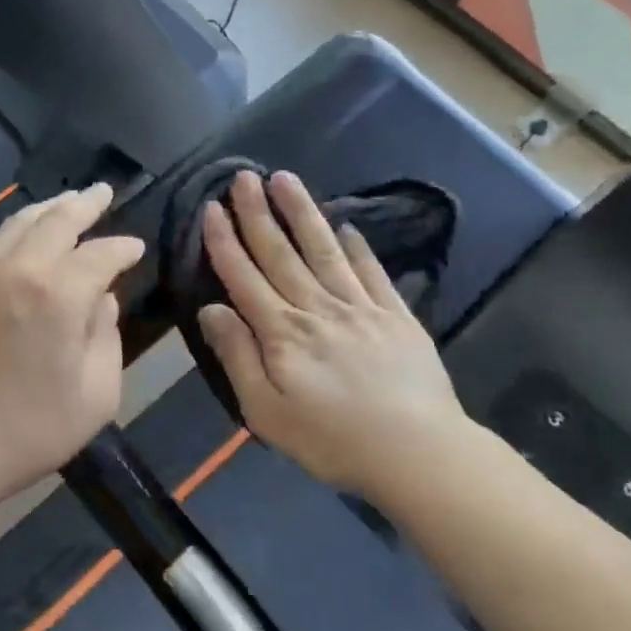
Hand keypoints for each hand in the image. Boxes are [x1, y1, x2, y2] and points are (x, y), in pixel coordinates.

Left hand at [0, 184, 144, 507]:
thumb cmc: (29, 430)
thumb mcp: (96, 395)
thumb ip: (107, 337)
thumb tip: (102, 300)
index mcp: (59, 295)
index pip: (100, 254)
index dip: (123, 248)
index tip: (136, 248)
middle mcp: (20, 270)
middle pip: (57, 220)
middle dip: (85, 204)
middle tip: (103, 192)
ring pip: (20, 223)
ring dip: (49, 207)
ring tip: (69, 200)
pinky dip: (18, 226)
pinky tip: (26, 230)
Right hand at [196, 170, 466, 493]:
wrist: (419, 454)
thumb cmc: (333, 440)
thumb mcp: (266, 412)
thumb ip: (237, 357)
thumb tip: (211, 309)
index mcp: (282, 333)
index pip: (244, 277)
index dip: (225, 241)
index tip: (211, 207)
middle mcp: (317, 308)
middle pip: (280, 253)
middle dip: (257, 213)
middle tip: (243, 176)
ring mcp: (360, 307)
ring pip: (323, 250)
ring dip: (302, 213)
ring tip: (285, 178)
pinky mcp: (396, 315)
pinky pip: (372, 272)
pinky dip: (358, 247)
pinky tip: (347, 226)